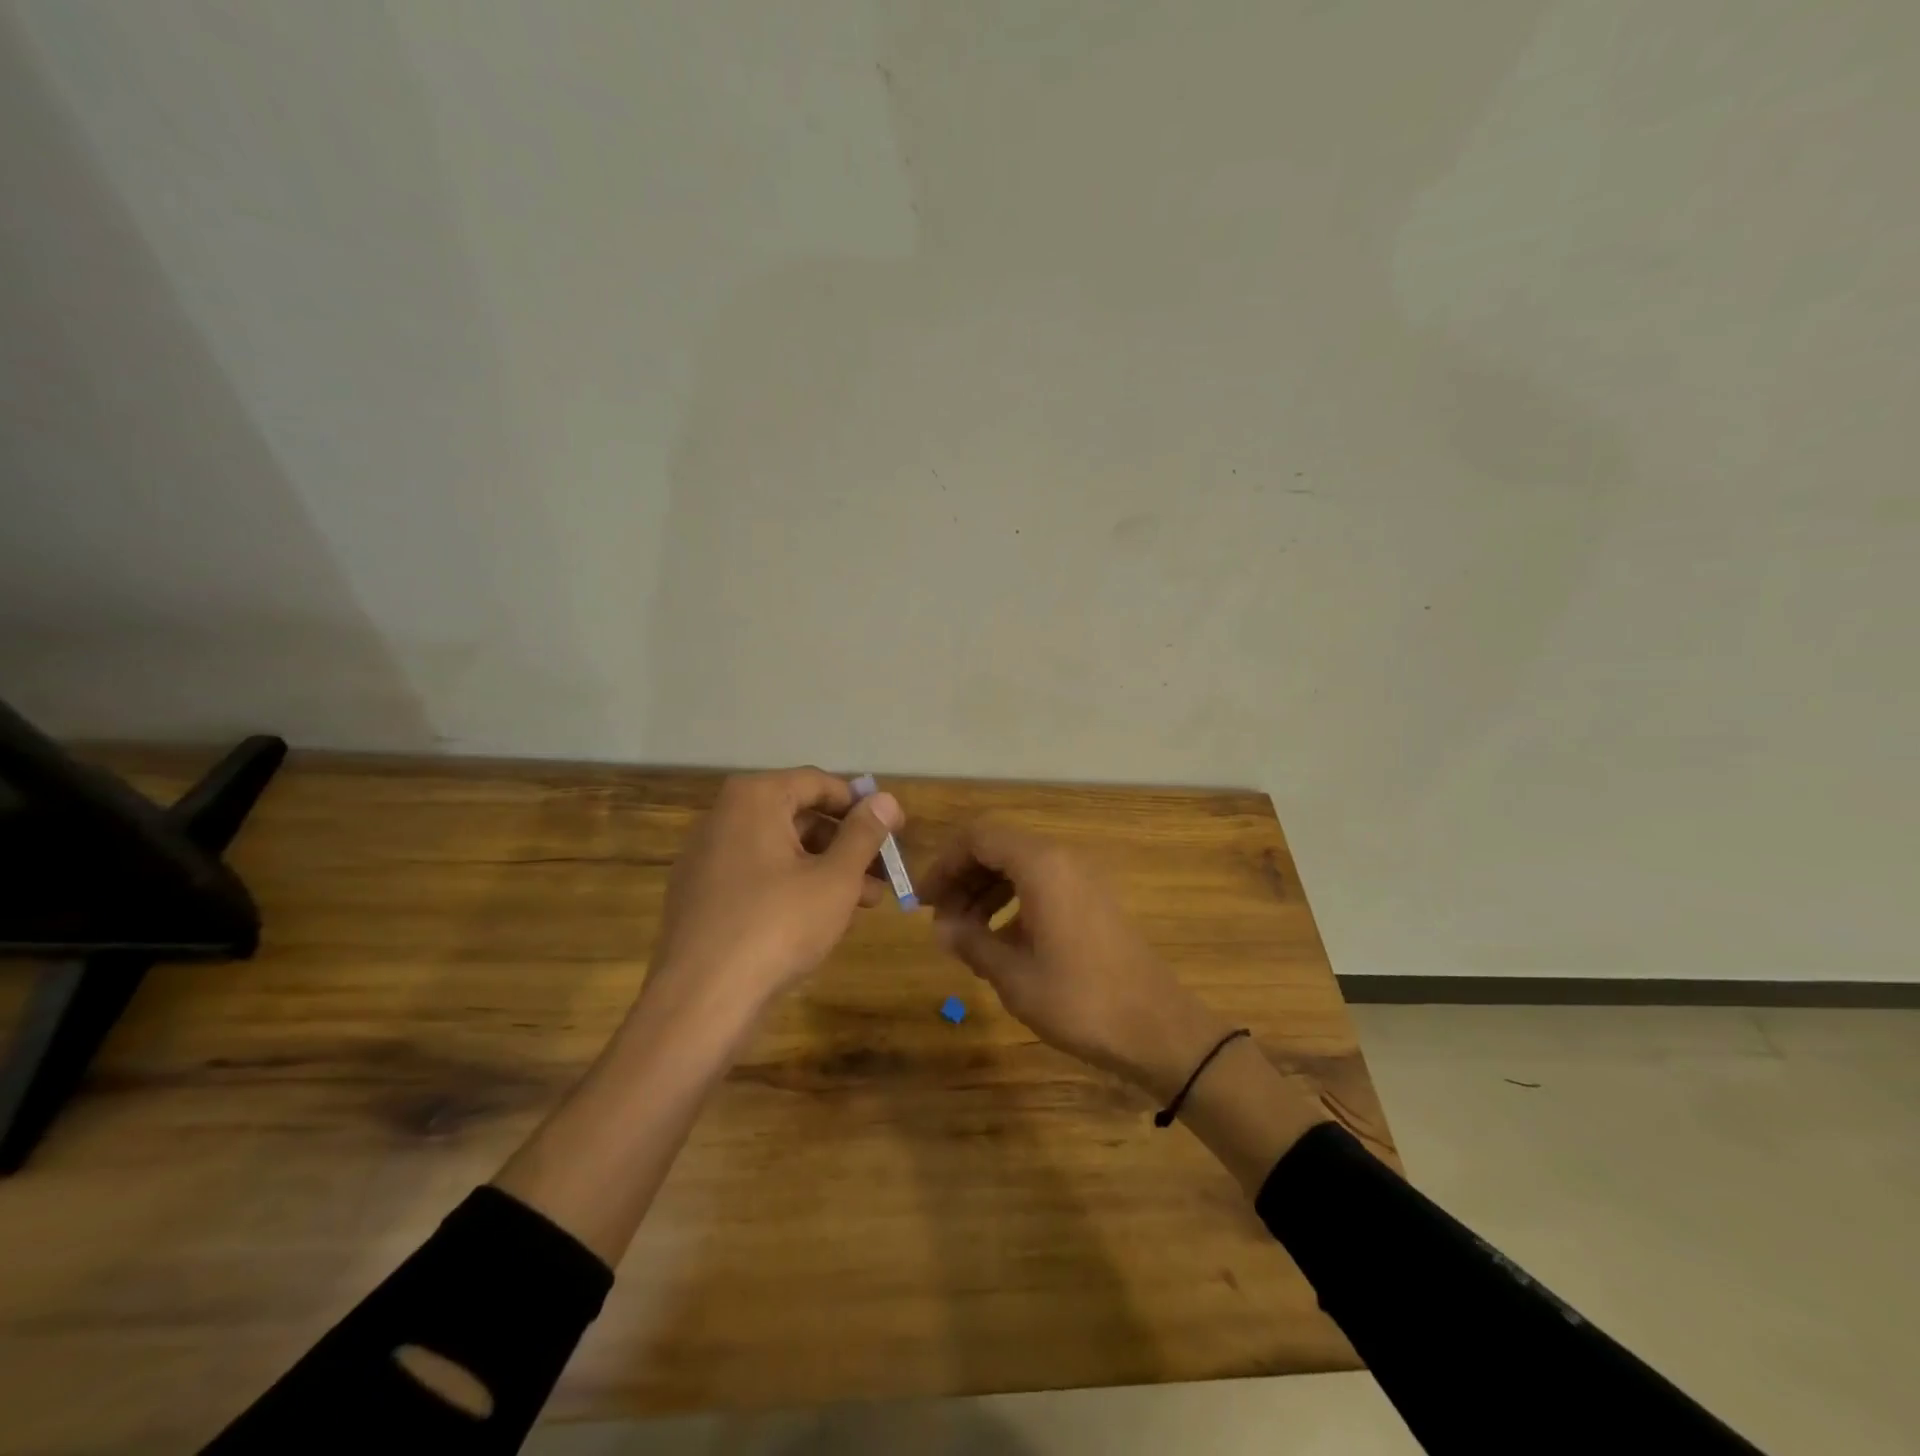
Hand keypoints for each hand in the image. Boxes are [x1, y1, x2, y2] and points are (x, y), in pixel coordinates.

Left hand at [647, 768, 904, 1017]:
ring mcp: (707, 857)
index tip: (896, 829)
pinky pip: (757, 874)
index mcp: (755, 799)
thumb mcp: (835, 878)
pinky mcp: (701, 894)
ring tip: (865, 902)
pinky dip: (793, 885)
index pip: (819, 783)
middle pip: (799, 815)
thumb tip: (885, 798)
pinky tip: (822, 918)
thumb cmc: (778, 926)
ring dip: (826, 868)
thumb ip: (863, 834)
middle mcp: (725, 817)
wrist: (701, 1001)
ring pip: (781, 849)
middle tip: (884, 872)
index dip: (862, 805)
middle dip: (847, 842)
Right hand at [920, 820, 1232, 1099]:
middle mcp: (1063, 859)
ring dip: (986, 890)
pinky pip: (1043, 882)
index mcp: (1041, 865)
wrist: (1156, 1027)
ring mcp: (1083, 877)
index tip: (922, 900)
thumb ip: (971, 941)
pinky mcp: (1094, 898)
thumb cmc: (1079, 1000)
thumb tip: (940, 927)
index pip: (978, 837)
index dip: (944, 863)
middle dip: (963, 877)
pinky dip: (1014, 900)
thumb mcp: (1013, 975)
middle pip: (999, 847)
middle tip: (939, 918)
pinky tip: (1001, 939)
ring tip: (964, 931)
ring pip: (1020, 865)